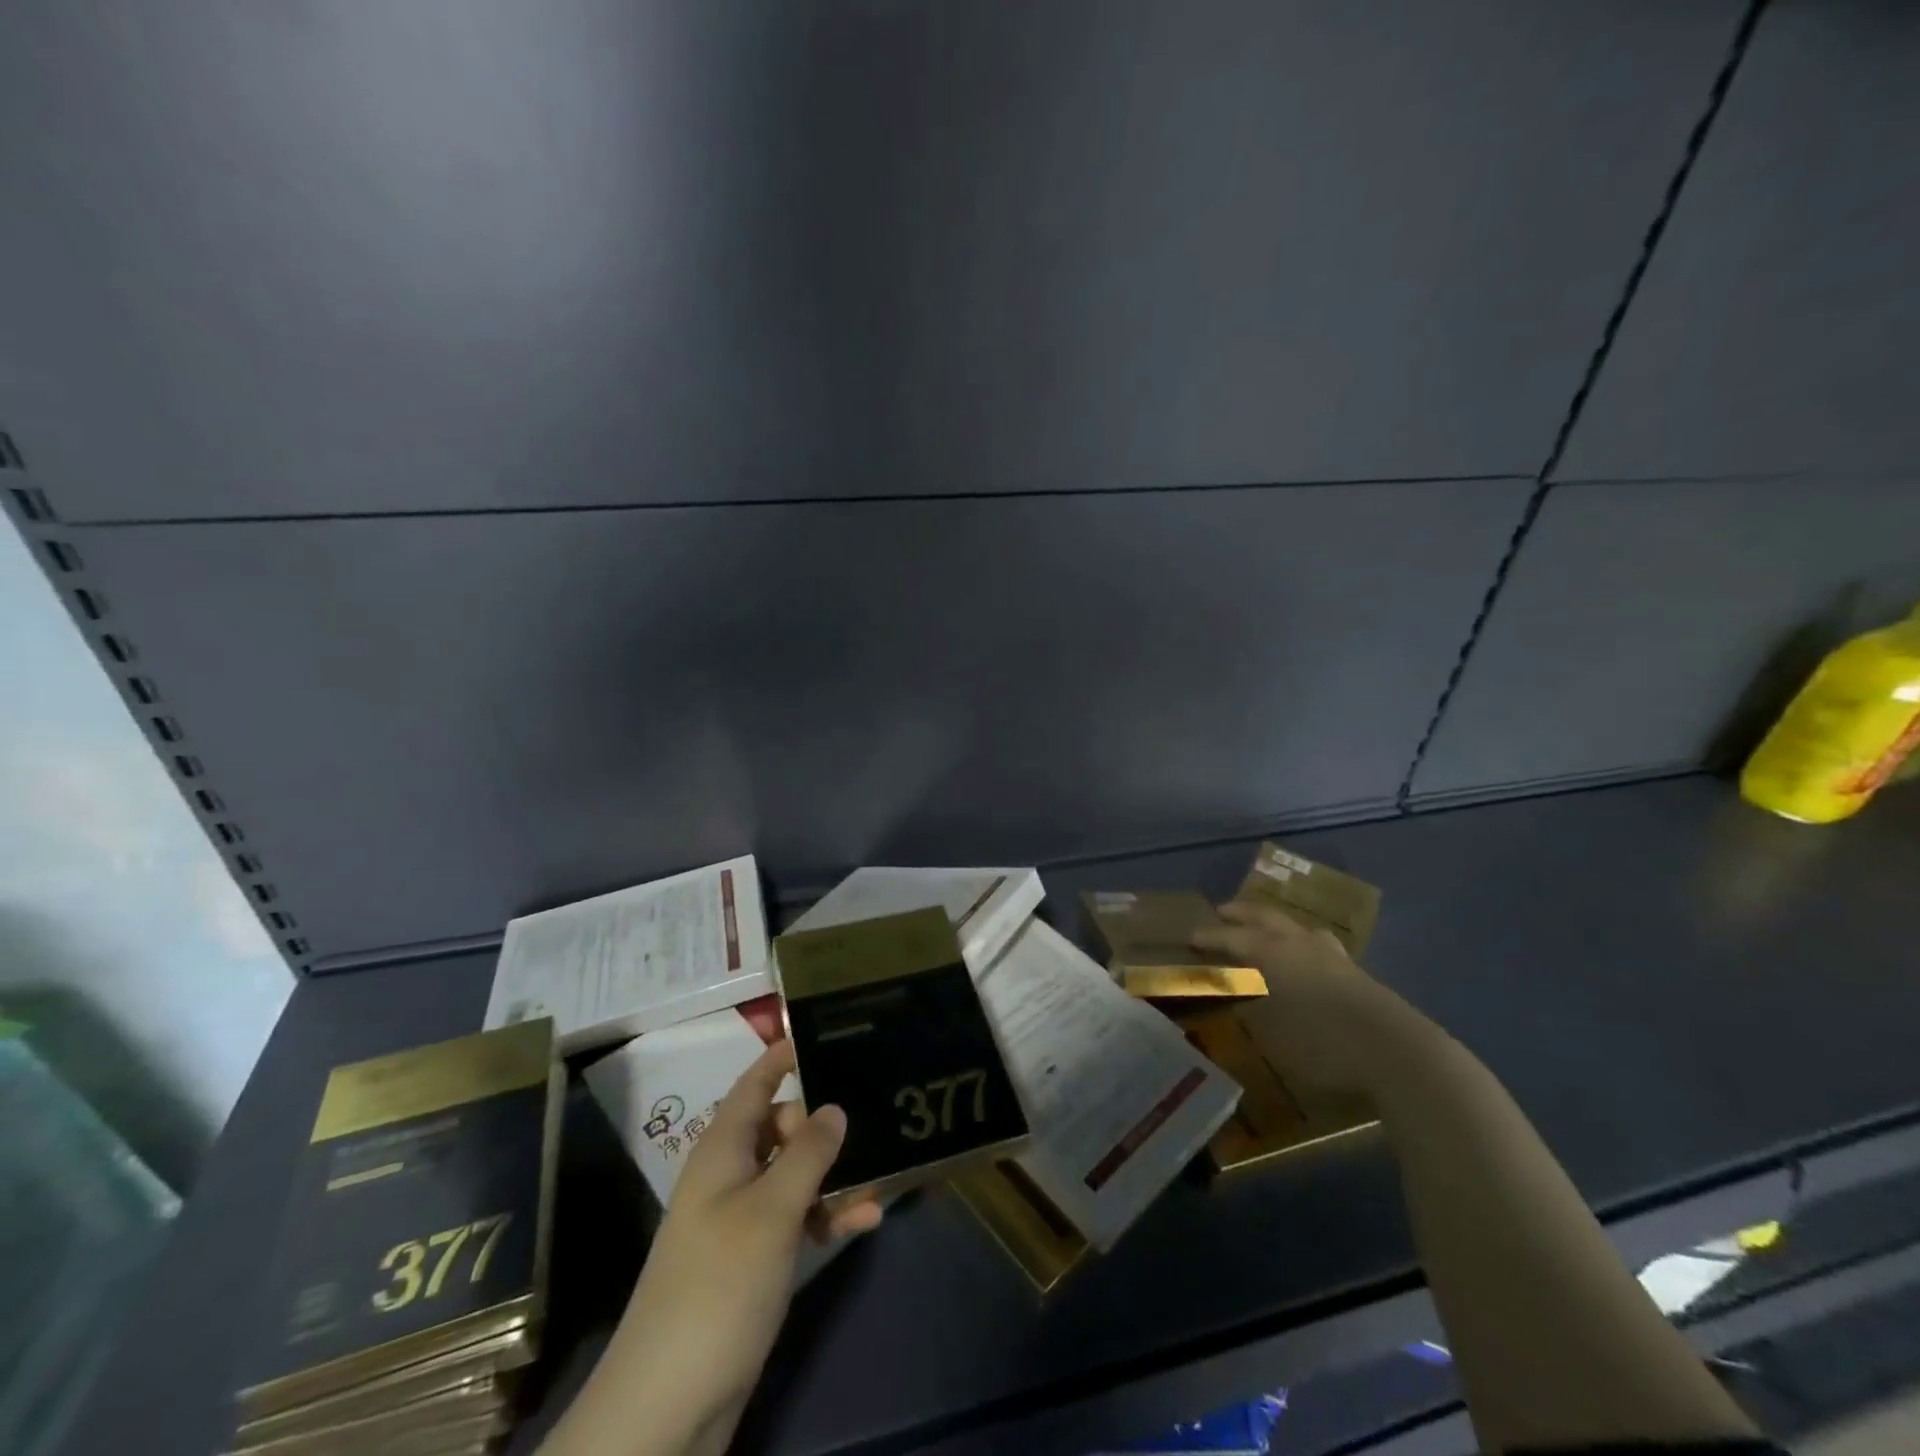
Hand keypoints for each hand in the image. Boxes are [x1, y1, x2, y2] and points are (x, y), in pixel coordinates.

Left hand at [543, 1042, 881, 1455]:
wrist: (668, 1405)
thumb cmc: (719, 1285)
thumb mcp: (772, 1210)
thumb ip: (808, 1152)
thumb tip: (835, 1106)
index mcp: (723, 1150)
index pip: (754, 1084)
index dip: (784, 1056)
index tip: (825, 1033)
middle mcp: (730, 1174)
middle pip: (782, 1126)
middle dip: (824, 1121)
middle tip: (873, 1116)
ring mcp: (741, 1218)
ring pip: (795, 1174)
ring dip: (835, 1173)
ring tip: (883, 1170)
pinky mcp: (754, 1260)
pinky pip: (798, 1219)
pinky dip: (829, 1215)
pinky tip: (868, 1219)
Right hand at [1192, 900, 1436, 1095]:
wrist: (1398, 1052)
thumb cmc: (1323, 1041)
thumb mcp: (1272, 1031)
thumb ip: (1250, 1007)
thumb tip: (1232, 993)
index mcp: (1273, 952)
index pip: (1232, 937)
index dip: (1210, 936)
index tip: (1190, 936)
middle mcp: (1299, 943)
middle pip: (1265, 917)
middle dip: (1241, 914)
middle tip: (1222, 912)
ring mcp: (1331, 955)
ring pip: (1295, 926)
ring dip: (1274, 923)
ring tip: (1264, 929)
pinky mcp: (1355, 972)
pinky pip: (1316, 944)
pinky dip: (1299, 943)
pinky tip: (1304, 958)